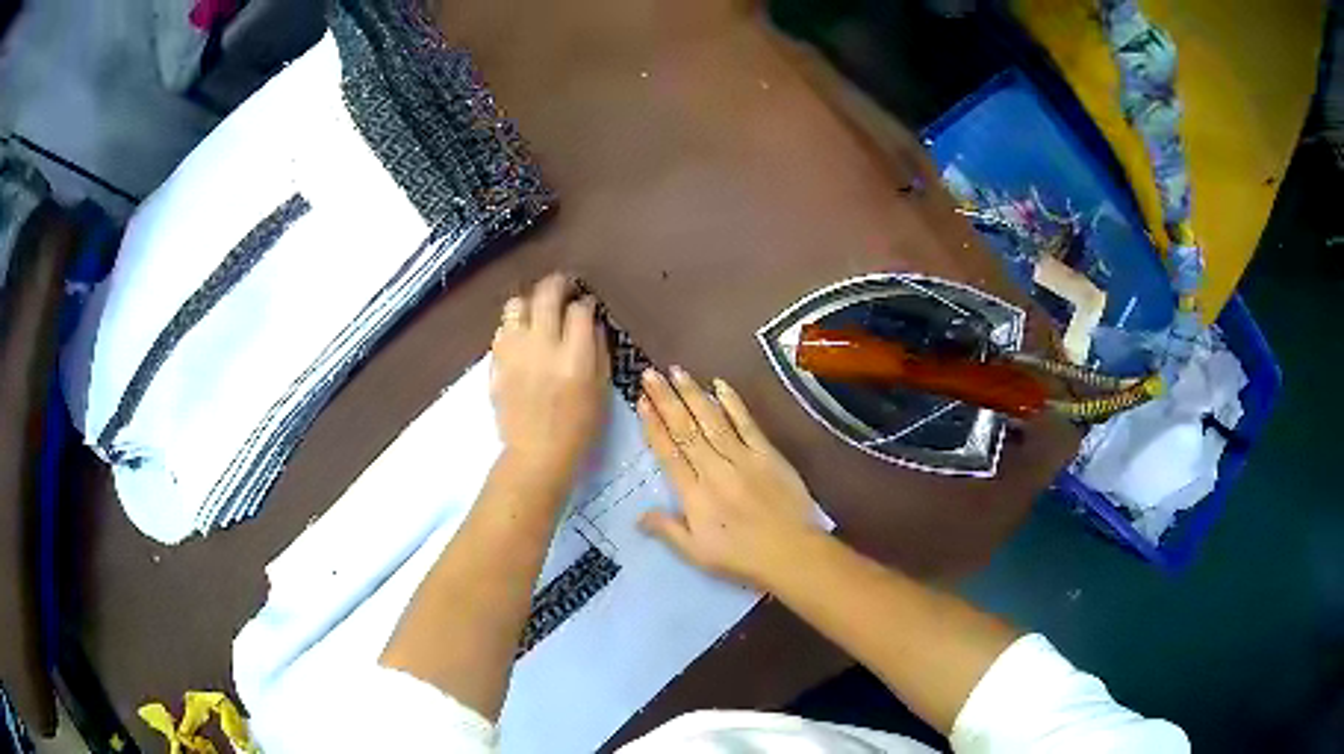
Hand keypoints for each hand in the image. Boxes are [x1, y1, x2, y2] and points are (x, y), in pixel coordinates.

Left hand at [491, 274, 609, 484]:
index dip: (585, 302)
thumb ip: (599, 350)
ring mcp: (514, 353)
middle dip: (558, 284)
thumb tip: (592, 322)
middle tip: (564, 286)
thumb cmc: (578, 427)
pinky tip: (522, 337)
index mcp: (574, 357)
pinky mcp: (496, 363)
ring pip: (516, 305)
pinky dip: (514, 327)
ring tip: (538, 311)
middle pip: (546, 295)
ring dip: (530, 302)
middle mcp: (542, 347)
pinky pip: (502, 330)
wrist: (536, 454)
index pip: (579, 310)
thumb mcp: (601, 389)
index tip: (587, 304)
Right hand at [636, 367, 824, 588]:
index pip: (668, 453)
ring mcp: (743, 458)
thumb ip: (667, 530)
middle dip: (666, 399)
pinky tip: (719, 384)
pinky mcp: (768, 454)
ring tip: (676, 371)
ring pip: (712, 420)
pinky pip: (746, 424)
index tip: (640, 401)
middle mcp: (714, 469)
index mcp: (694, 495)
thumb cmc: (741, 558)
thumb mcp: (696, 554)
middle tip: (650, 373)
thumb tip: (638, 515)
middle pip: (686, 429)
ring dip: (693, 394)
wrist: (792, 553)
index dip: (653, 425)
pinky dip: (732, 403)